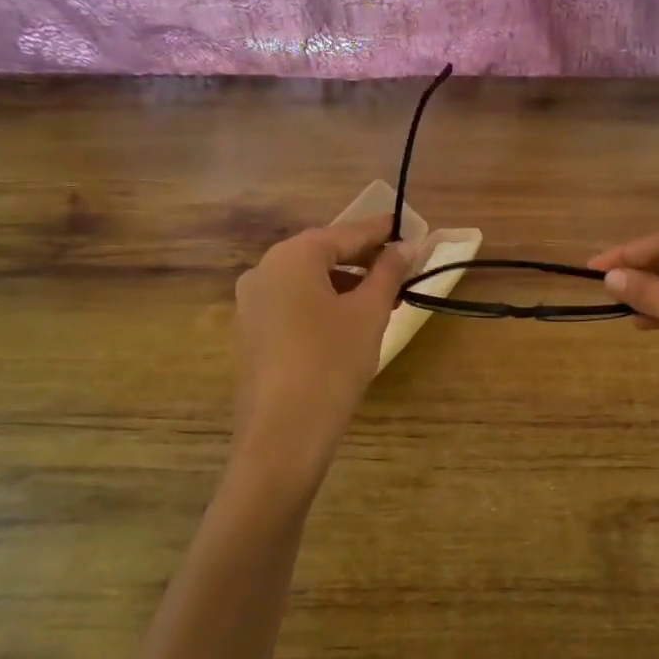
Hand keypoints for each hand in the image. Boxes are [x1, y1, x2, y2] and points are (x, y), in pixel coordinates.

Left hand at [234, 214, 415, 458]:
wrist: (284, 431)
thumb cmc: (332, 360)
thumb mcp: (369, 312)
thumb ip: (388, 272)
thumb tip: (407, 245)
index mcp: (292, 256)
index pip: (345, 234)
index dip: (379, 231)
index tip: (405, 227)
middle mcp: (264, 270)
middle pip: (322, 255)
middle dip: (362, 261)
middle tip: (400, 269)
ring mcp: (251, 304)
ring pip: (306, 283)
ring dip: (345, 286)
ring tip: (381, 301)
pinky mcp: (251, 334)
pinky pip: (292, 306)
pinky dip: (322, 305)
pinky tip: (348, 324)